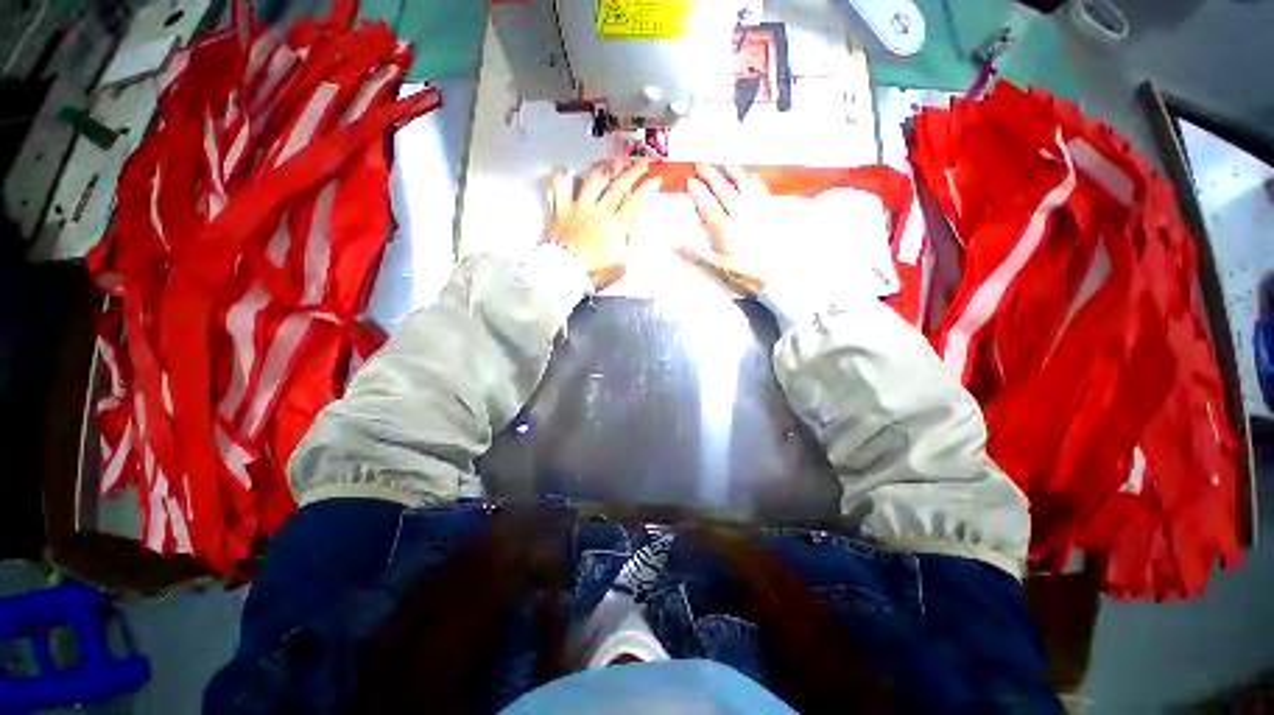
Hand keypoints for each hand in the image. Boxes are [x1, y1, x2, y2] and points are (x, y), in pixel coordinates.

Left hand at [548, 159, 661, 289]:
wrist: (567, 273)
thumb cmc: (595, 272)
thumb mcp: (621, 264)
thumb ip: (631, 245)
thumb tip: (639, 230)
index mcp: (616, 226)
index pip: (636, 202)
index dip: (647, 189)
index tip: (655, 180)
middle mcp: (600, 212)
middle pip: (618, 186)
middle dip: (632, 172)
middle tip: (641, 163)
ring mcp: (580, 208)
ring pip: (593, 180)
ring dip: (603, 169)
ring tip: (610, 162)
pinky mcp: (562, 210)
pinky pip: (560, 188)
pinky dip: (561, 177)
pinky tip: (563, 169)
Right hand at [678, 164, 773, 294]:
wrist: (779, 275)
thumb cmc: (747, 273)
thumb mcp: (718, 267)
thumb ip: (696, 253)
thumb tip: (674, 243)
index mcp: (725, 229)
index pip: (708, 206)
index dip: (698, 193)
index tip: (690, 182)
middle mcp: (741, 215)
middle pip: (724, 191)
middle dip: (711, 176)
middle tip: (702, 165)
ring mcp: (758, 211)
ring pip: (744, 187)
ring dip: (734, 174)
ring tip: (726, 165)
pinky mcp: (772, 213)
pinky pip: (762, 191)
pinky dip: (755, 182)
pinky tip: (753, 178)